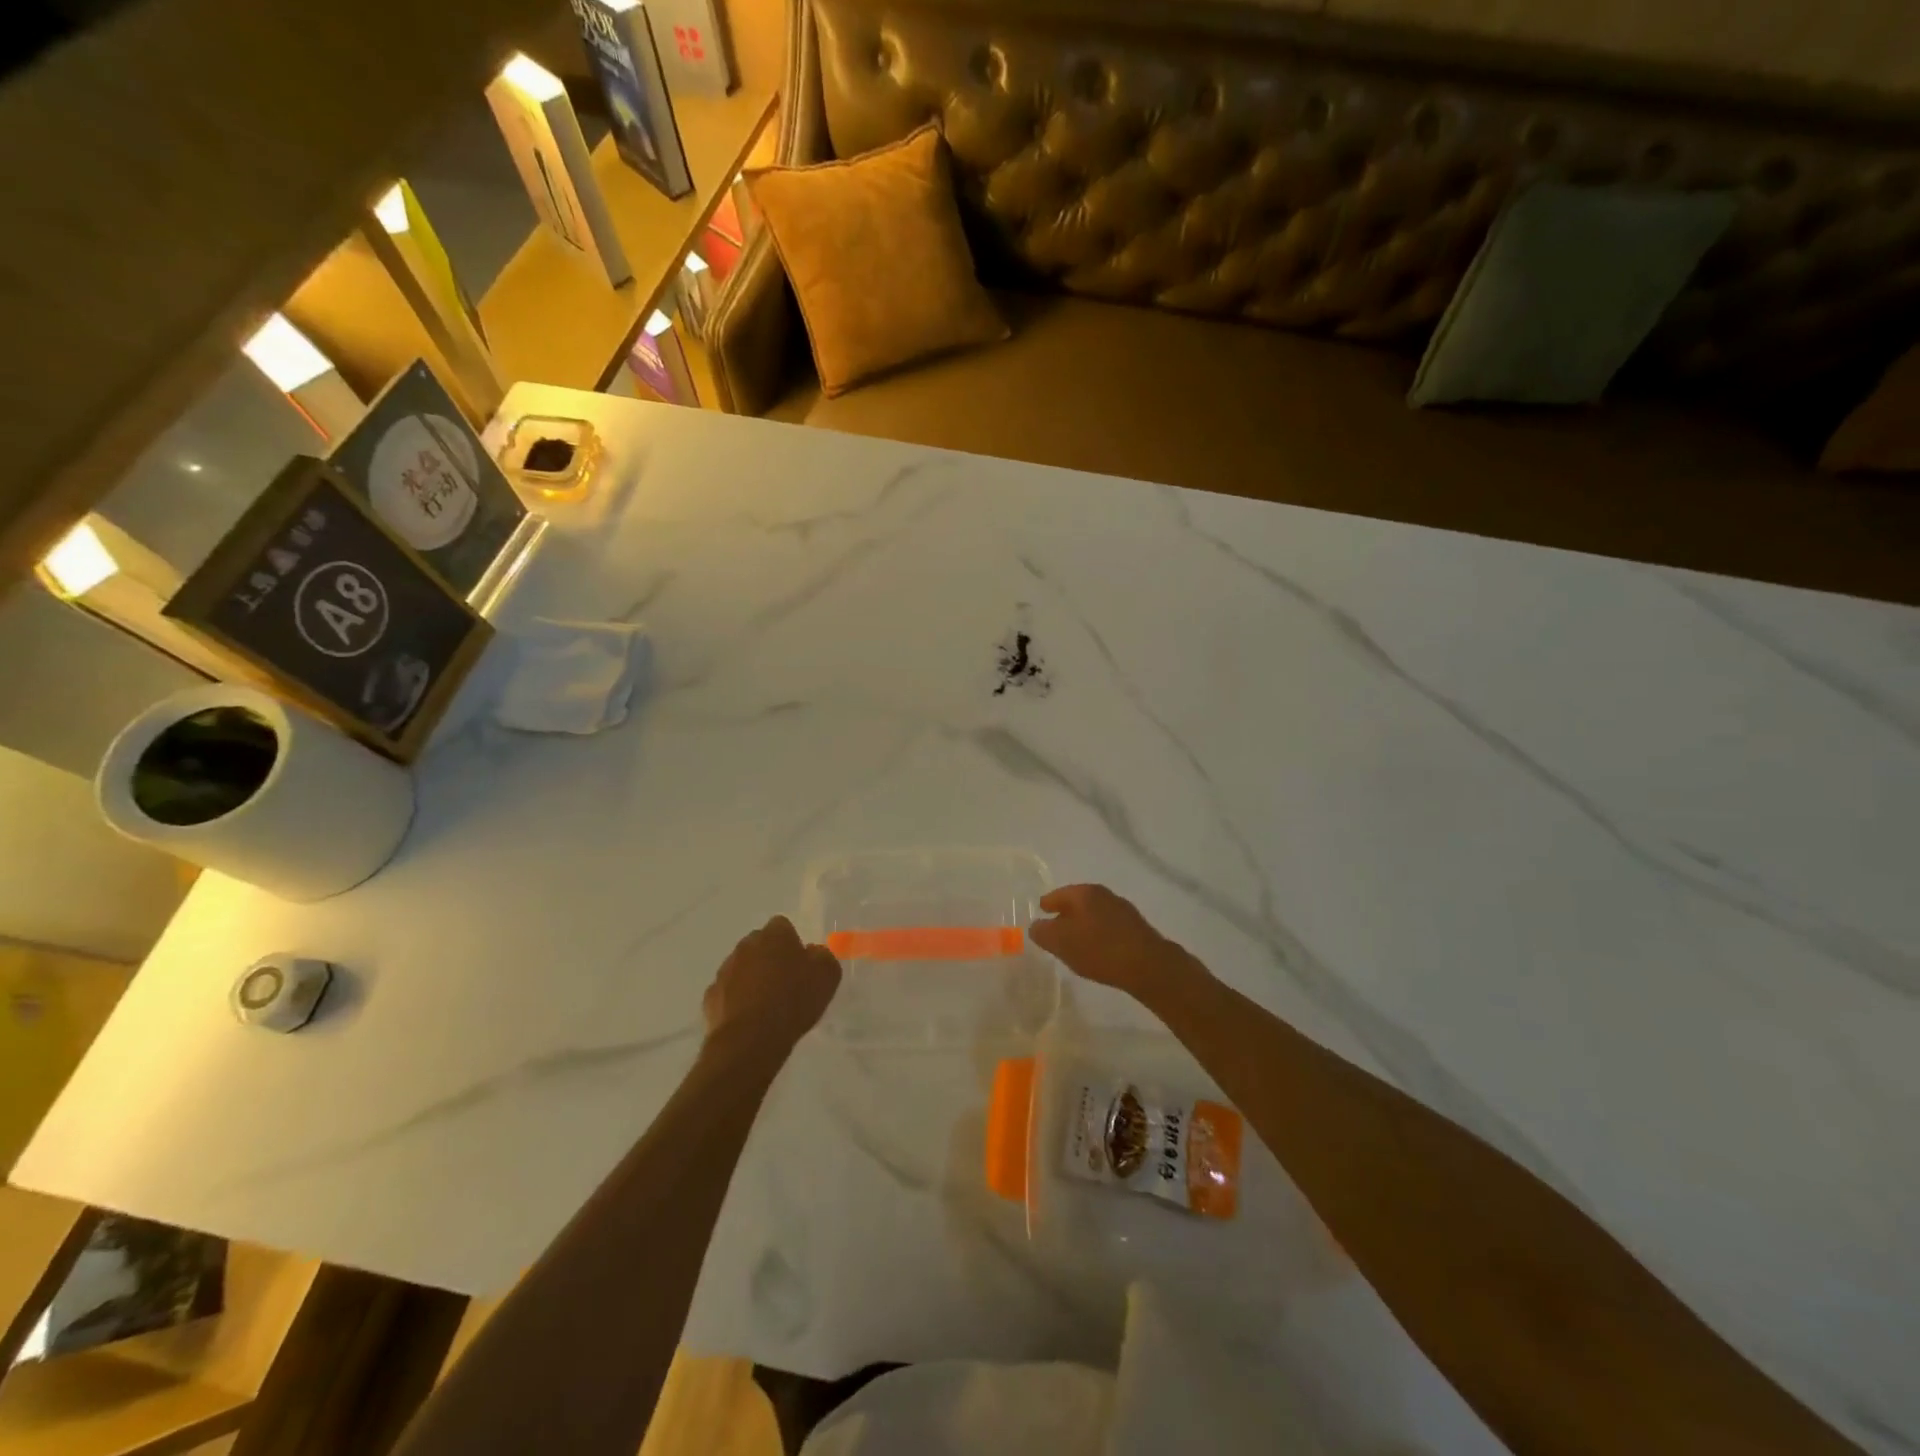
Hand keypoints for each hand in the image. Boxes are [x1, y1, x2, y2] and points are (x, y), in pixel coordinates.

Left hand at [702, 916, 841, 1056]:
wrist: (751, 1039)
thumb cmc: (793, 1001)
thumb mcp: (827, 976)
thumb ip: (822, 957)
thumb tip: (814, 953)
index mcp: (774, 935)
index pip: (782, 926)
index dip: (792, 943)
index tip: (801, 964)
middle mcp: (746, 945)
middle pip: (760, 945)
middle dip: (770, 958)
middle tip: (786, 983)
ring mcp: (725, 970)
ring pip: (742, 968)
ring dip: (752, 979)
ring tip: (768, 1006)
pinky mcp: (710, 996)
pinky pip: (728, 992)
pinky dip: (737, 1000)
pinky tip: (750, 1019)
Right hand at [1029, 884, 1196, 1004]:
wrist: (1148, 965)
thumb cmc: (1099, 949)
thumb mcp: (1061, 943)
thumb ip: (1043, 932)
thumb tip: (1036, 926)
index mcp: (1084, 892)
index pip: (1057, 895)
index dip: (1046, 905)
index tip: (1040, 913)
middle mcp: (1104, 894)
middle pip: (1077, 903)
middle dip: (1065, 915)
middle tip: (1055, 930)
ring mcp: (1122, 909)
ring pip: (1094, 914)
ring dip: (1083, 925)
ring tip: (1075, 943)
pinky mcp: (1136, 927)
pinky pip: (1108, 927)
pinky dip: (1098, 935)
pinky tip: (1097, 950)